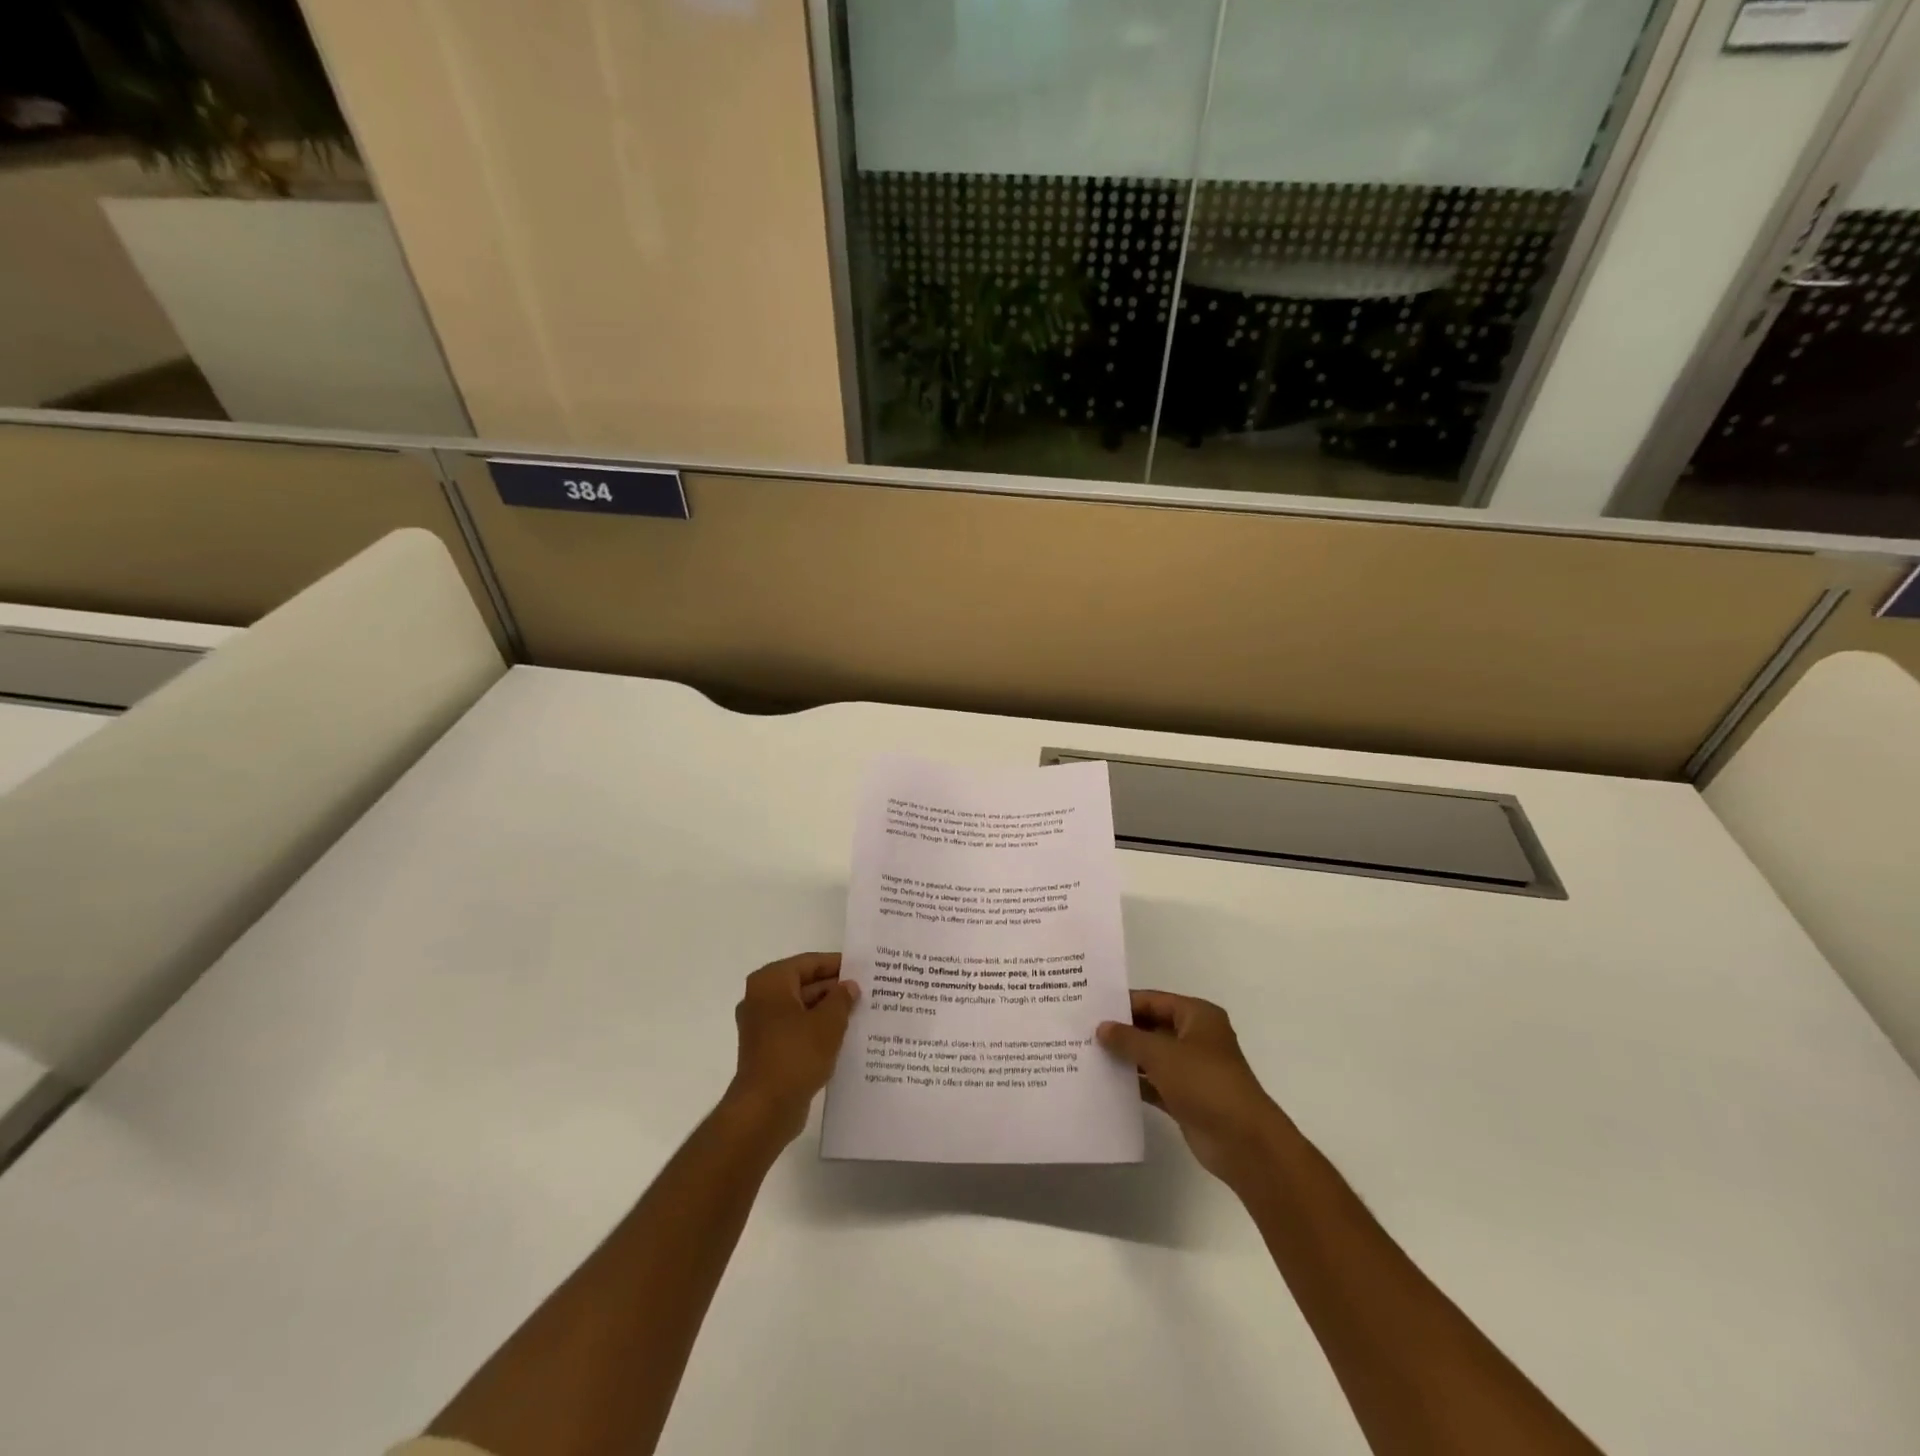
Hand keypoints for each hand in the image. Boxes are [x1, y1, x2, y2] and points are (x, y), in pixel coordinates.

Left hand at [726, 952, 859, 1145]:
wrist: (764, 1110)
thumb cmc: (795, 1055)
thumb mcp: (828, 1022)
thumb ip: (842, 999)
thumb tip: (849, 986)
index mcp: (771, 982)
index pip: (809, 963)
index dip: (838, 965)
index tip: (864, 969)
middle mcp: (761, 999)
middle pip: (804, 984)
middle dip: (834, 989)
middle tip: (868, 992)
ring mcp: (762, 1026)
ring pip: (802, 1009)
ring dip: (828, 1011)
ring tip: (862, 1013)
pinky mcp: (768, 1049)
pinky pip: (797, 1030)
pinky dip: (817, 1030)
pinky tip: (844, 1037)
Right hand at [1097, 991, 1283, 1185]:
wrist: (1243, 1142)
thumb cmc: (1204, 1083)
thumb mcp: (1161, 1054)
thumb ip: (1128, 1038)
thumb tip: (1102, 1027)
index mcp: (1197, 1016)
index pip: (1153, 1000)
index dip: (1123, 1003)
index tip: (1090, 1007)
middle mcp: (1195, 1038)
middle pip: (1151, 1027)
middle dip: (1122, 1031)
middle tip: (1083, 1031)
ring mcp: (1191, 1070)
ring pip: (1151, 1056)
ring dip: (1126, 1058)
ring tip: (1088, 1055)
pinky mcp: (1186, 1098)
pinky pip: (1154, 1083)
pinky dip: (1135, 1083)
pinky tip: (1106, 1084)